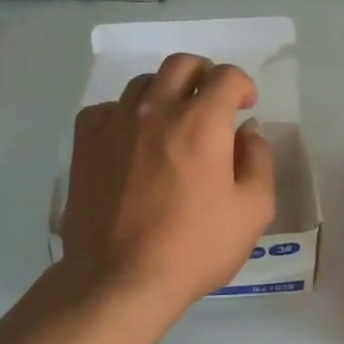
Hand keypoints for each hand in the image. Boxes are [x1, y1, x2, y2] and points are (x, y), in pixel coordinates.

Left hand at [59, 53, 275, 313]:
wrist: (120, 278)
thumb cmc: (195, 247)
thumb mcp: (253, 210)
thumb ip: (258, 160)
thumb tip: (247, 131)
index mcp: (202, 121)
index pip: (226, 76)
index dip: (242, 85)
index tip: (245, 107)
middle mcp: (157, 109)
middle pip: (182, 64)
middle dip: (204, 76)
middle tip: (212, 103)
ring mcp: (116, 123)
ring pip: (143, 83)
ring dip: (166, 93)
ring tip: (172, 123)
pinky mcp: (86, 144)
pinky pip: (105, 109)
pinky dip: (123, 114)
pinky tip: (130, 139)